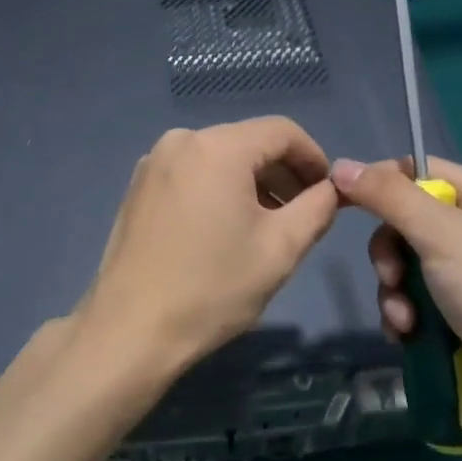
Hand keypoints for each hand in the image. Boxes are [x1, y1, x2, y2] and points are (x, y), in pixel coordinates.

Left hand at [74, 118, 340, 383]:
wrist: (130, 329)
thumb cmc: (212, 288)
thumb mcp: (280, 249)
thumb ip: (317, 208)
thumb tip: (330, 189)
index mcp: (218, 147)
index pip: (282, 131)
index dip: (313, 157)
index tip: (328, 193)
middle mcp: (181, 140)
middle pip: (249, 141)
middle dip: (282, 173)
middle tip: (303, 215)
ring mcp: (154, 161)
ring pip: (220, 157)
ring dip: (251, 183)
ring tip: (268, 226)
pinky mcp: (138, 185)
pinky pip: (193, 172)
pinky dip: (218, 188)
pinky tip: (225, 228)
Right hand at [331, 156, 461, 446]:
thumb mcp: (441, 234)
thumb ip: (388, 197)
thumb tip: (340, 166)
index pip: (423, 171)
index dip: (383, 182)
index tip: (347, 201)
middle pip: (409, 222)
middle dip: (390, 253)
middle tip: (391, 277)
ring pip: (409, 266)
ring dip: (395, 291)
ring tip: (404, 320)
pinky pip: (419, 300)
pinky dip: (406, 315)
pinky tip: (407, 335)